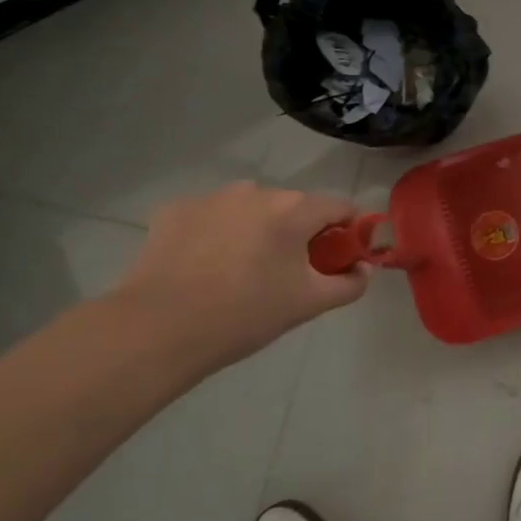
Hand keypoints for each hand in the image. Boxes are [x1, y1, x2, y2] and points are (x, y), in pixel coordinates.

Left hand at [110, 183, 369, 378]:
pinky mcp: (174, 210)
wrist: (157, 330)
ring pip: (250, 209)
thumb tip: (364, 269)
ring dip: (256, 230)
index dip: (347, 231)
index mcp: (294, 209)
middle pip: (294, 207)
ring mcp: (212, 197)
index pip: (339, 207)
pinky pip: (210, 216)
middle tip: (287, 274)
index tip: (339, 259)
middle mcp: (256, 191)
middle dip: (298, 233)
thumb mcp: (308, 305)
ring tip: (240, 271)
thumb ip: (349, 284)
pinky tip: (203, 266)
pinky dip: (215, 233)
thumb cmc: (245, 315)